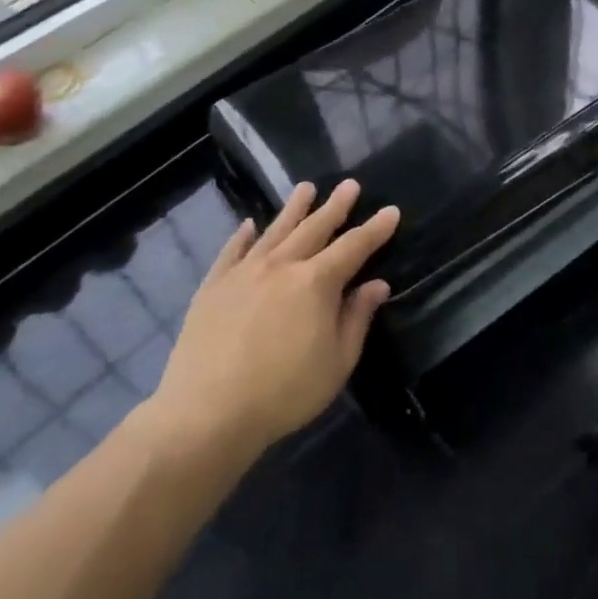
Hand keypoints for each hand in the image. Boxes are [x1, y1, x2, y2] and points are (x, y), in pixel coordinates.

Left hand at [146, 180, 398, 458]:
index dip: (375, 229)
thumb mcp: (337, 362)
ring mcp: (244, 273)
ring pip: (275, 231)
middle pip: (314, 228)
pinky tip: (249, 224)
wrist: (207, 413)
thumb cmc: (284, 392)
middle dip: (336, 206)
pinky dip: (242, 235)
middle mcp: (282, 266)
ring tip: (306, 188)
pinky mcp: (213, 287)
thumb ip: (357, 318)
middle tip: (350, 184)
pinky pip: (231, 251)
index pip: (354, 247)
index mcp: (317, 282)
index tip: (391, 210)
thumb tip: (376, 284)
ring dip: (294, 209)